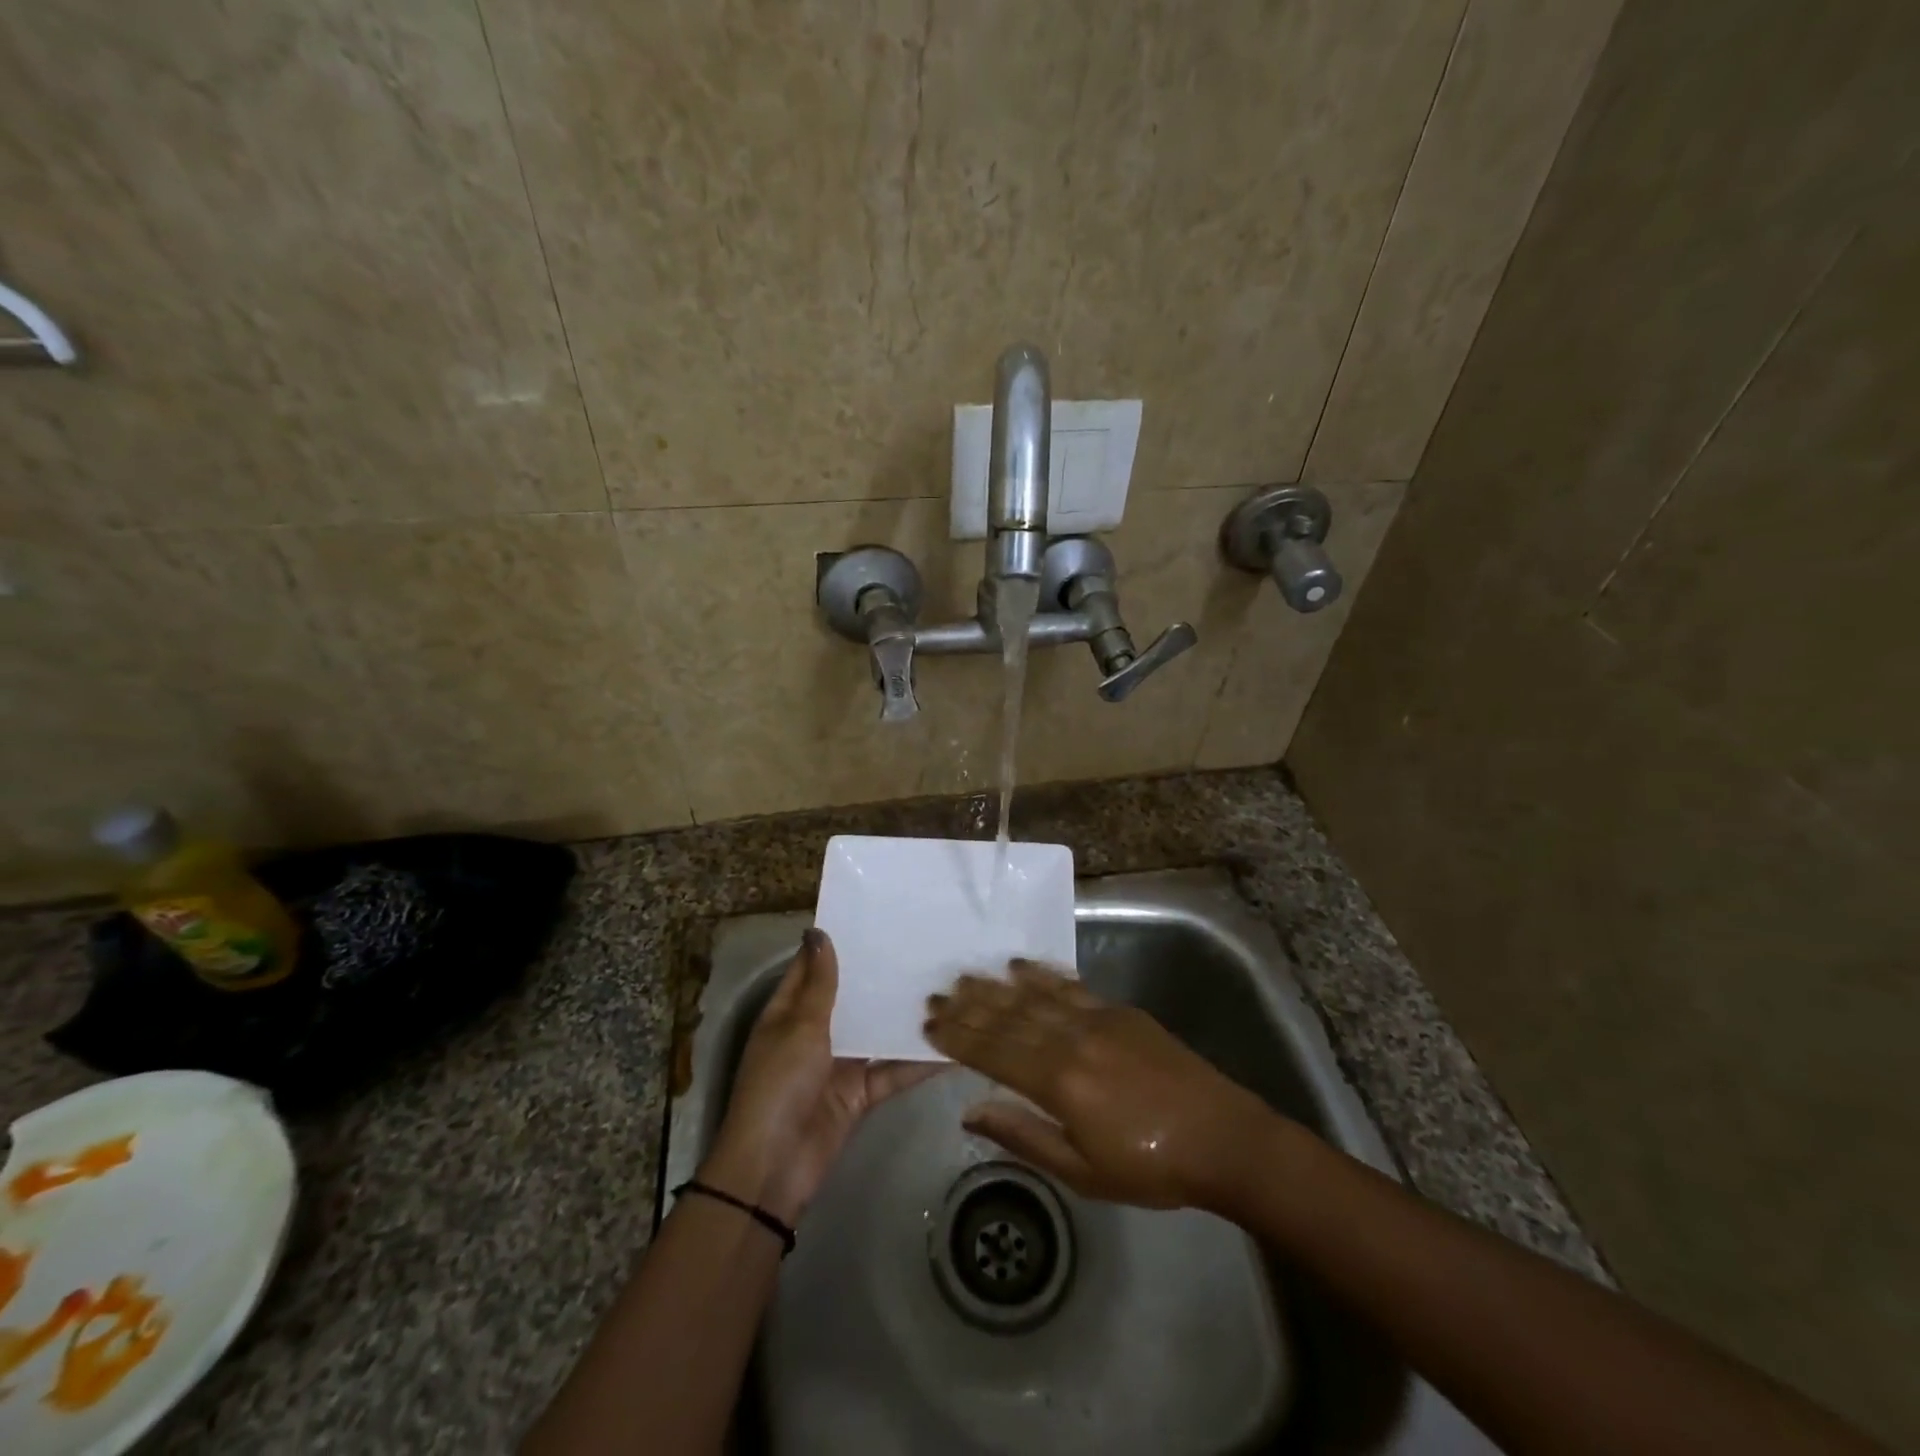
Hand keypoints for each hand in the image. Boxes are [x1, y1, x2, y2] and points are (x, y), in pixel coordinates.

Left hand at [701, 928, 940, 1224]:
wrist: (774, 1168)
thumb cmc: (779, 1085)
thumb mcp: (799, 1027)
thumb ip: (820, 984)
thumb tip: (819, 932)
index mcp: (789, 1012)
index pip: (813, 968)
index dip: (837, 943)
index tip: (872, 916)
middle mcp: (815, 1033)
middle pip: (850, 998)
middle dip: (879, 976)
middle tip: (921, 944)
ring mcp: (839, 1064)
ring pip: (876, 1032)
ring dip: (902, 1016)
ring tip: (944, 985)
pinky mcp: (861, 1093)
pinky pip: (893, 1070)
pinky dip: (919, 1062)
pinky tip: (953, 1045)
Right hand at [923, 958, 1278, 1210]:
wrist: (1223, 1138)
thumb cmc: (1150, 1168)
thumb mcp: (1082, 1172)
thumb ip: (1023, 1136)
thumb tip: (971, 1112)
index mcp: (1059, 1083)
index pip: (994, 1052)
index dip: (959, 1037)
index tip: (929, 1023)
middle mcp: (1072, 1040)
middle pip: (1009, 1017)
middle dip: (969, 1005)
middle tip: (937, 993)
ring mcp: (1098, 1019)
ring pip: (1035, 996)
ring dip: (996, 985)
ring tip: (966, 974)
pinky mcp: (1120, 1010)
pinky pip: (1070, 986)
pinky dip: (1041, 974)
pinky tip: (1019, 965)